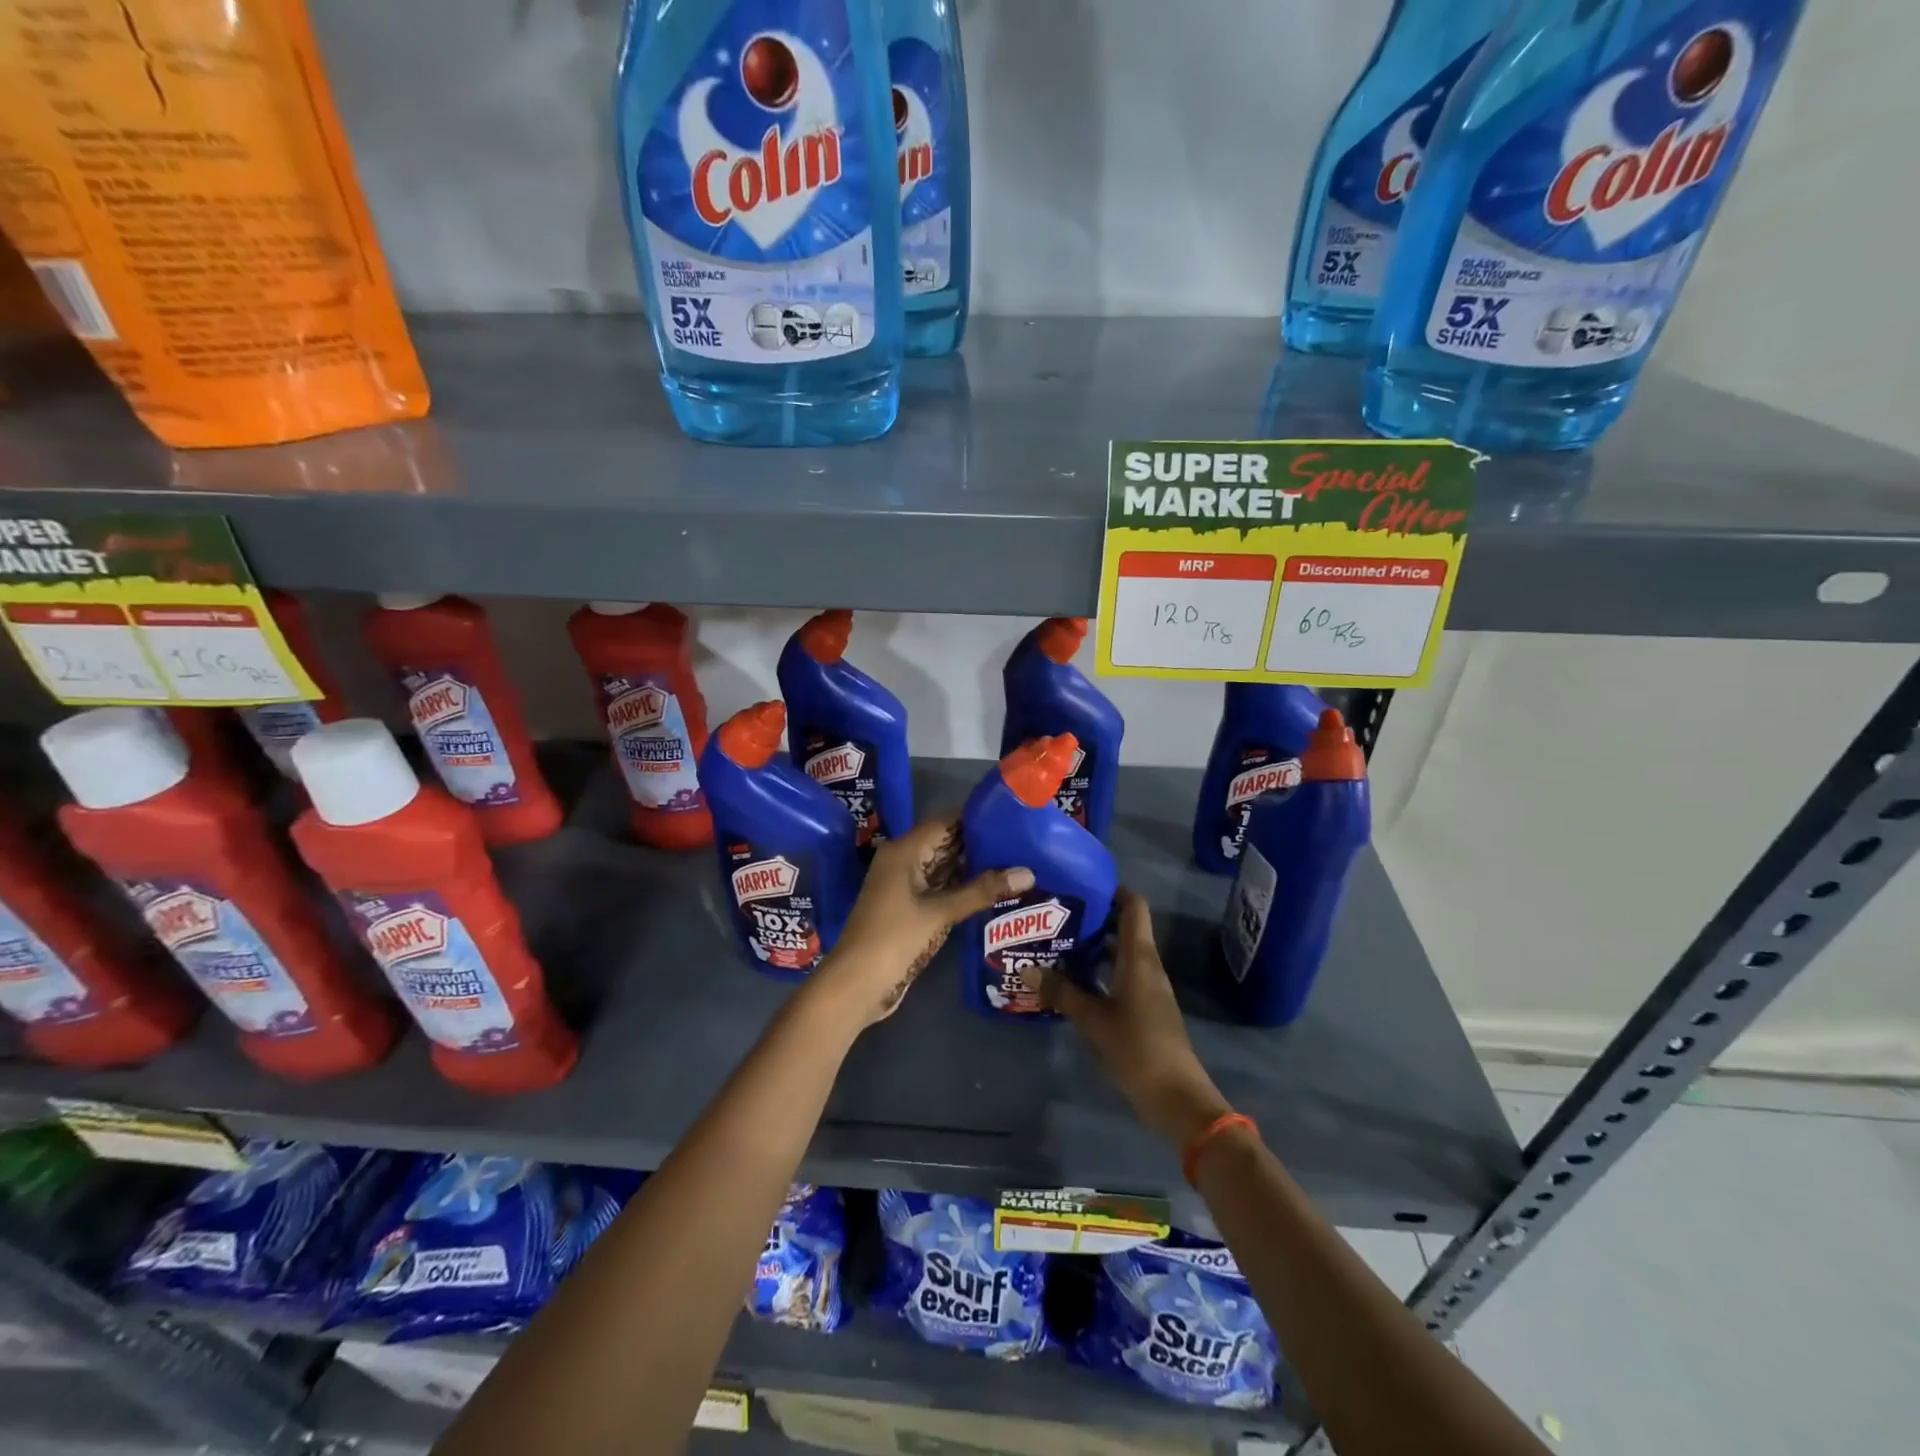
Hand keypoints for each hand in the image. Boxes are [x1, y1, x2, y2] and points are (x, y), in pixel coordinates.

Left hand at [811, 813, 1031, 1028]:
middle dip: (979, 842)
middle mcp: (903, 861)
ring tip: (1015, 860)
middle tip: (1021, 840)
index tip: (1011, 815)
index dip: (976, 817)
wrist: (857, 984)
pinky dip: (962, 886)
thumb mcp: (941, 912)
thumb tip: (1028, 872)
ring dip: (973, 866)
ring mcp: (905, 885)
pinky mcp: (910, 907)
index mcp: (903, 850)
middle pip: (945, 842)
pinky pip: (940, 887)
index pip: (945, 821)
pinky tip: (993, 888)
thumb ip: (982, 890)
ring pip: (943, 866)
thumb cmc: (895, 938)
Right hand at [1045, 887, 1232, 1146]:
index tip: (1081, 881)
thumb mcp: (1092, 1019)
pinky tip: (1074, 978)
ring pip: (1121, 951)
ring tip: (1058, 940)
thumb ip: (1060, 992)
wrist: (1176, 1096)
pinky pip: (1121, 973)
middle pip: (1125, 926)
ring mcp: (1149, 986)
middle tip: (1056, 911)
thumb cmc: (1136, 1047)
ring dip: (1094, 944)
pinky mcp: (1146, 1006)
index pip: (1133, 906)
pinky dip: (1100, 968)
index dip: (1112, 888)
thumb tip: (1025, 969)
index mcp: (1139, 957)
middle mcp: (1147, 964)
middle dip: (1094, 915)